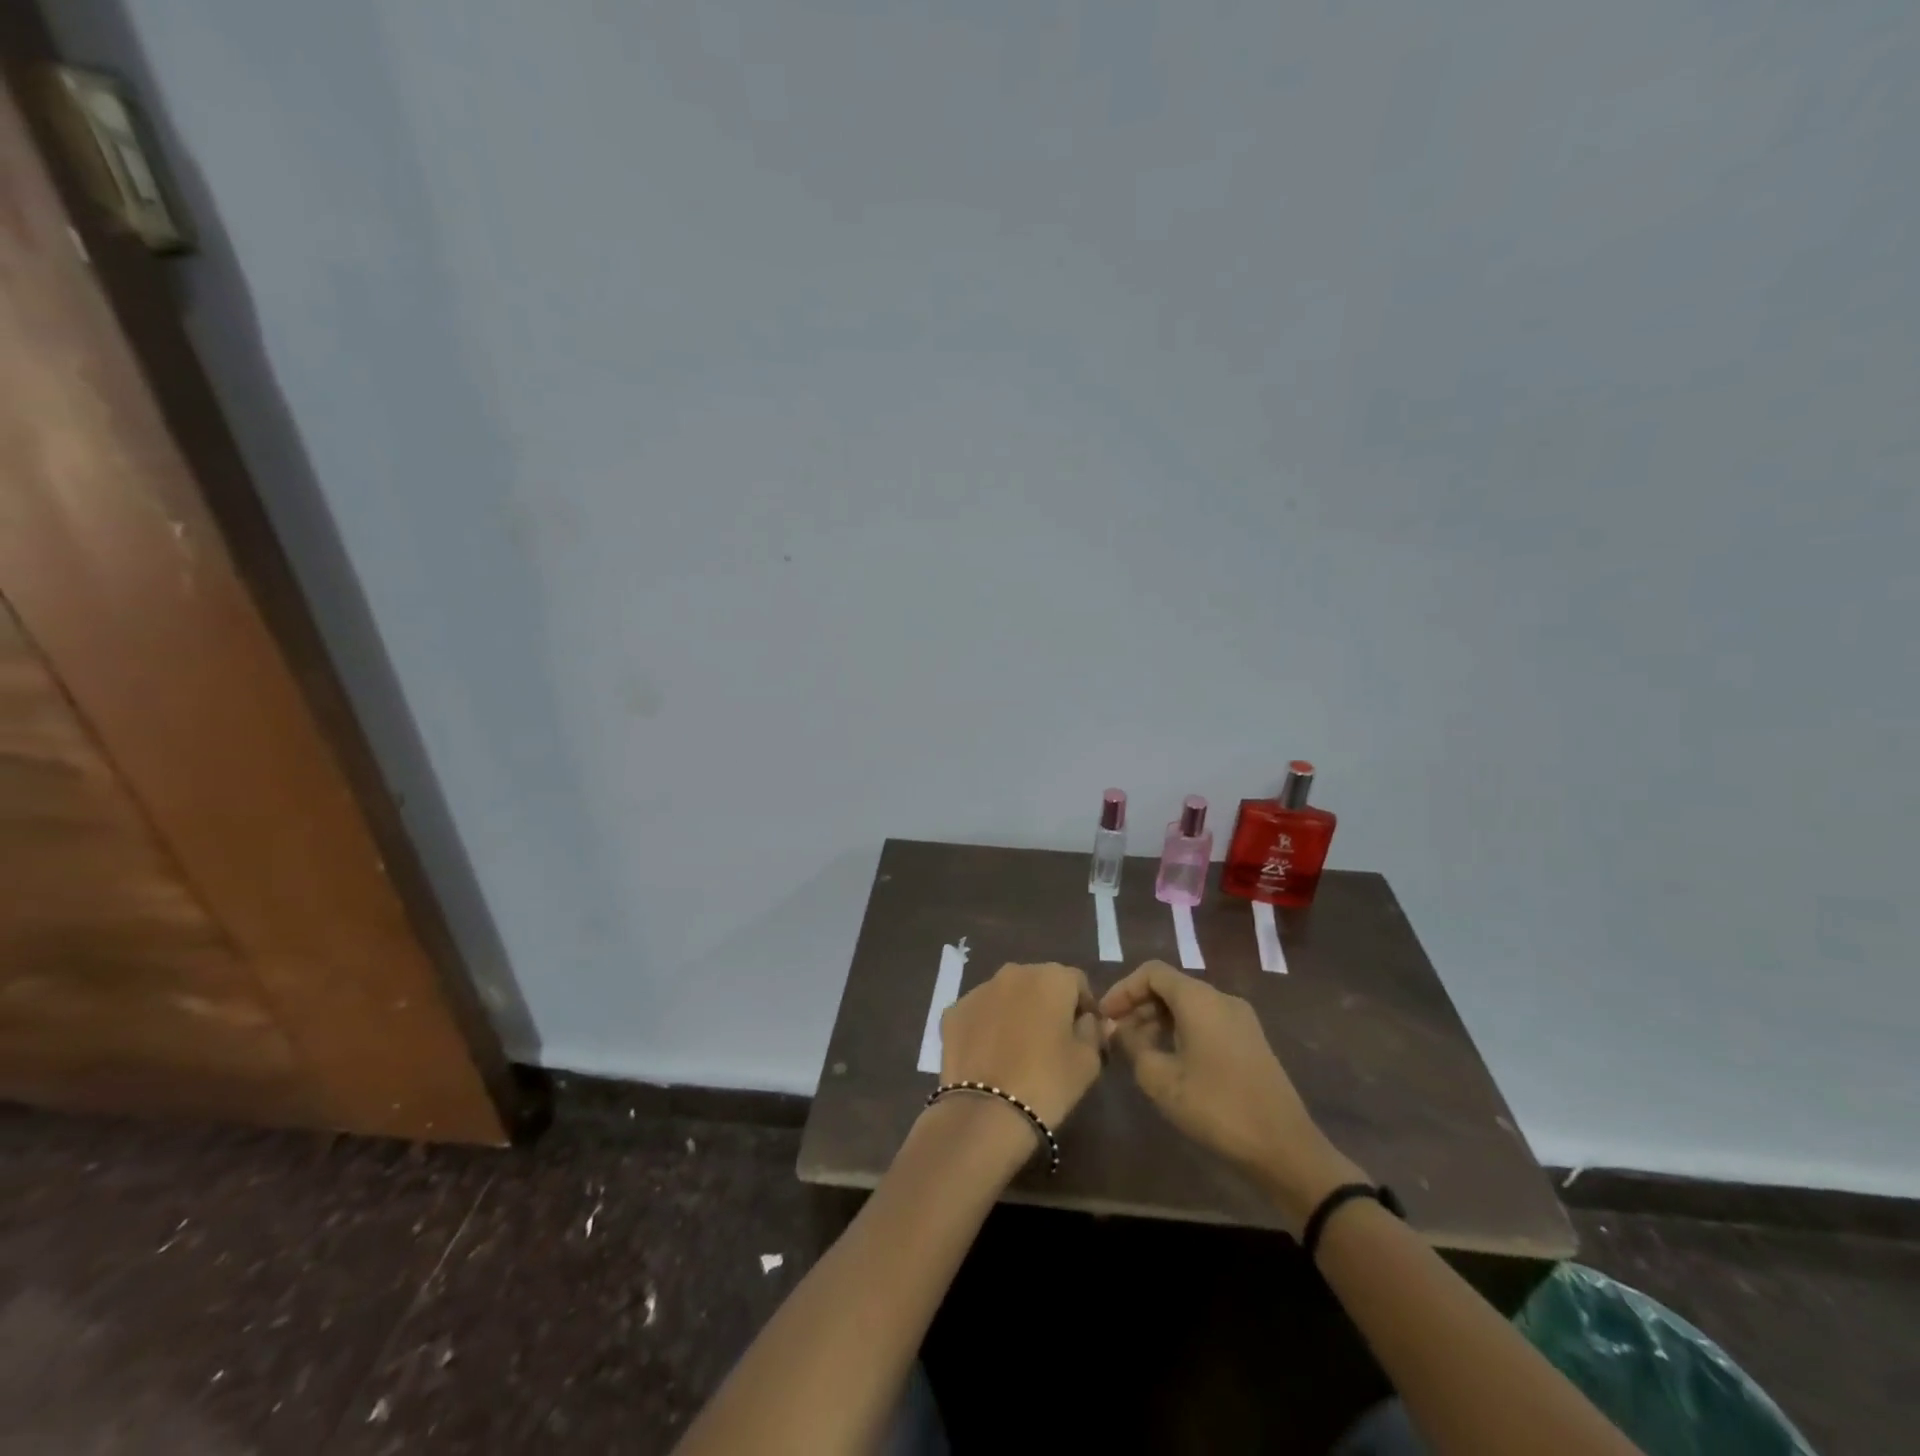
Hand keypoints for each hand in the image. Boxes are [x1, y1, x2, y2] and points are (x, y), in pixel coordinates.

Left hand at [939, 962, 1104, 1129]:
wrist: (986, 1111)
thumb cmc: (1048, 1082)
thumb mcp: (1087, 1061)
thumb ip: (1093, 1031)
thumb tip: (1091, 1020)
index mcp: (1051, 977)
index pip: (1077, 982)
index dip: (1084, 1007)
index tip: (1085, 1034)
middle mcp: (1013, 972)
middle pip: (1039, 983)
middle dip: (1048, 1005)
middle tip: (1052, 1042)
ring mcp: (978, 989)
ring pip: (1006, 995)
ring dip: (1015, 1012)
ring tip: (1018, 1050)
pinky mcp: (953, 1011)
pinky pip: (979, 1013)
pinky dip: (987, 1026)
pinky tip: (990, 1056)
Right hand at [1101, 961, 1365, 1226]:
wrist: (1284, 1148)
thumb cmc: (1216, 1107)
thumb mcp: (1161, 1079)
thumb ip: (1132, 1045)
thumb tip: (1119, 1028)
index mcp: (1199, 999)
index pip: (1151, 972)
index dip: (1123, 990)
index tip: (1104, 1016)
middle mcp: (1221, 998)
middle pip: (1171, 987)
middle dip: (1139, 1006)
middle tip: (1116, 1036)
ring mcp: (1240, 1019)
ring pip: (1189, 1006)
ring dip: (1159, 1021)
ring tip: (1138, 1052)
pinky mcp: (1250, 1042)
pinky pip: (1206, 1022)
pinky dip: (1181, 1031)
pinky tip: (1170, 1062)